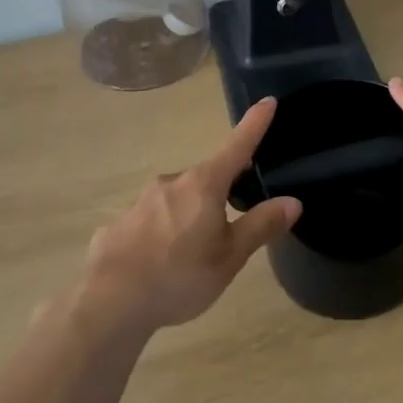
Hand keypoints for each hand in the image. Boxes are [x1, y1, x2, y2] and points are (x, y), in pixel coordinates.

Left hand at [82, 99, 301, 332]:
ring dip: (188, 216)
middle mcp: (171, 182)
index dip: (254, 125)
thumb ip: (260, 226)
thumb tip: (292, 201)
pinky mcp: (118, 223)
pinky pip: (149, 222)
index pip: (237, 146)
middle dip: (219, 194)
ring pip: (176, 200)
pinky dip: (160, 235)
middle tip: (228, 227)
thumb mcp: (230, 257)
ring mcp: (140, 201)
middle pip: (205, 179)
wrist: (110, 301)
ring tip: (190, 256)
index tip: (267, 101)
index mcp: (203, 185)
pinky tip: (157, 264)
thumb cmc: (180, 276)